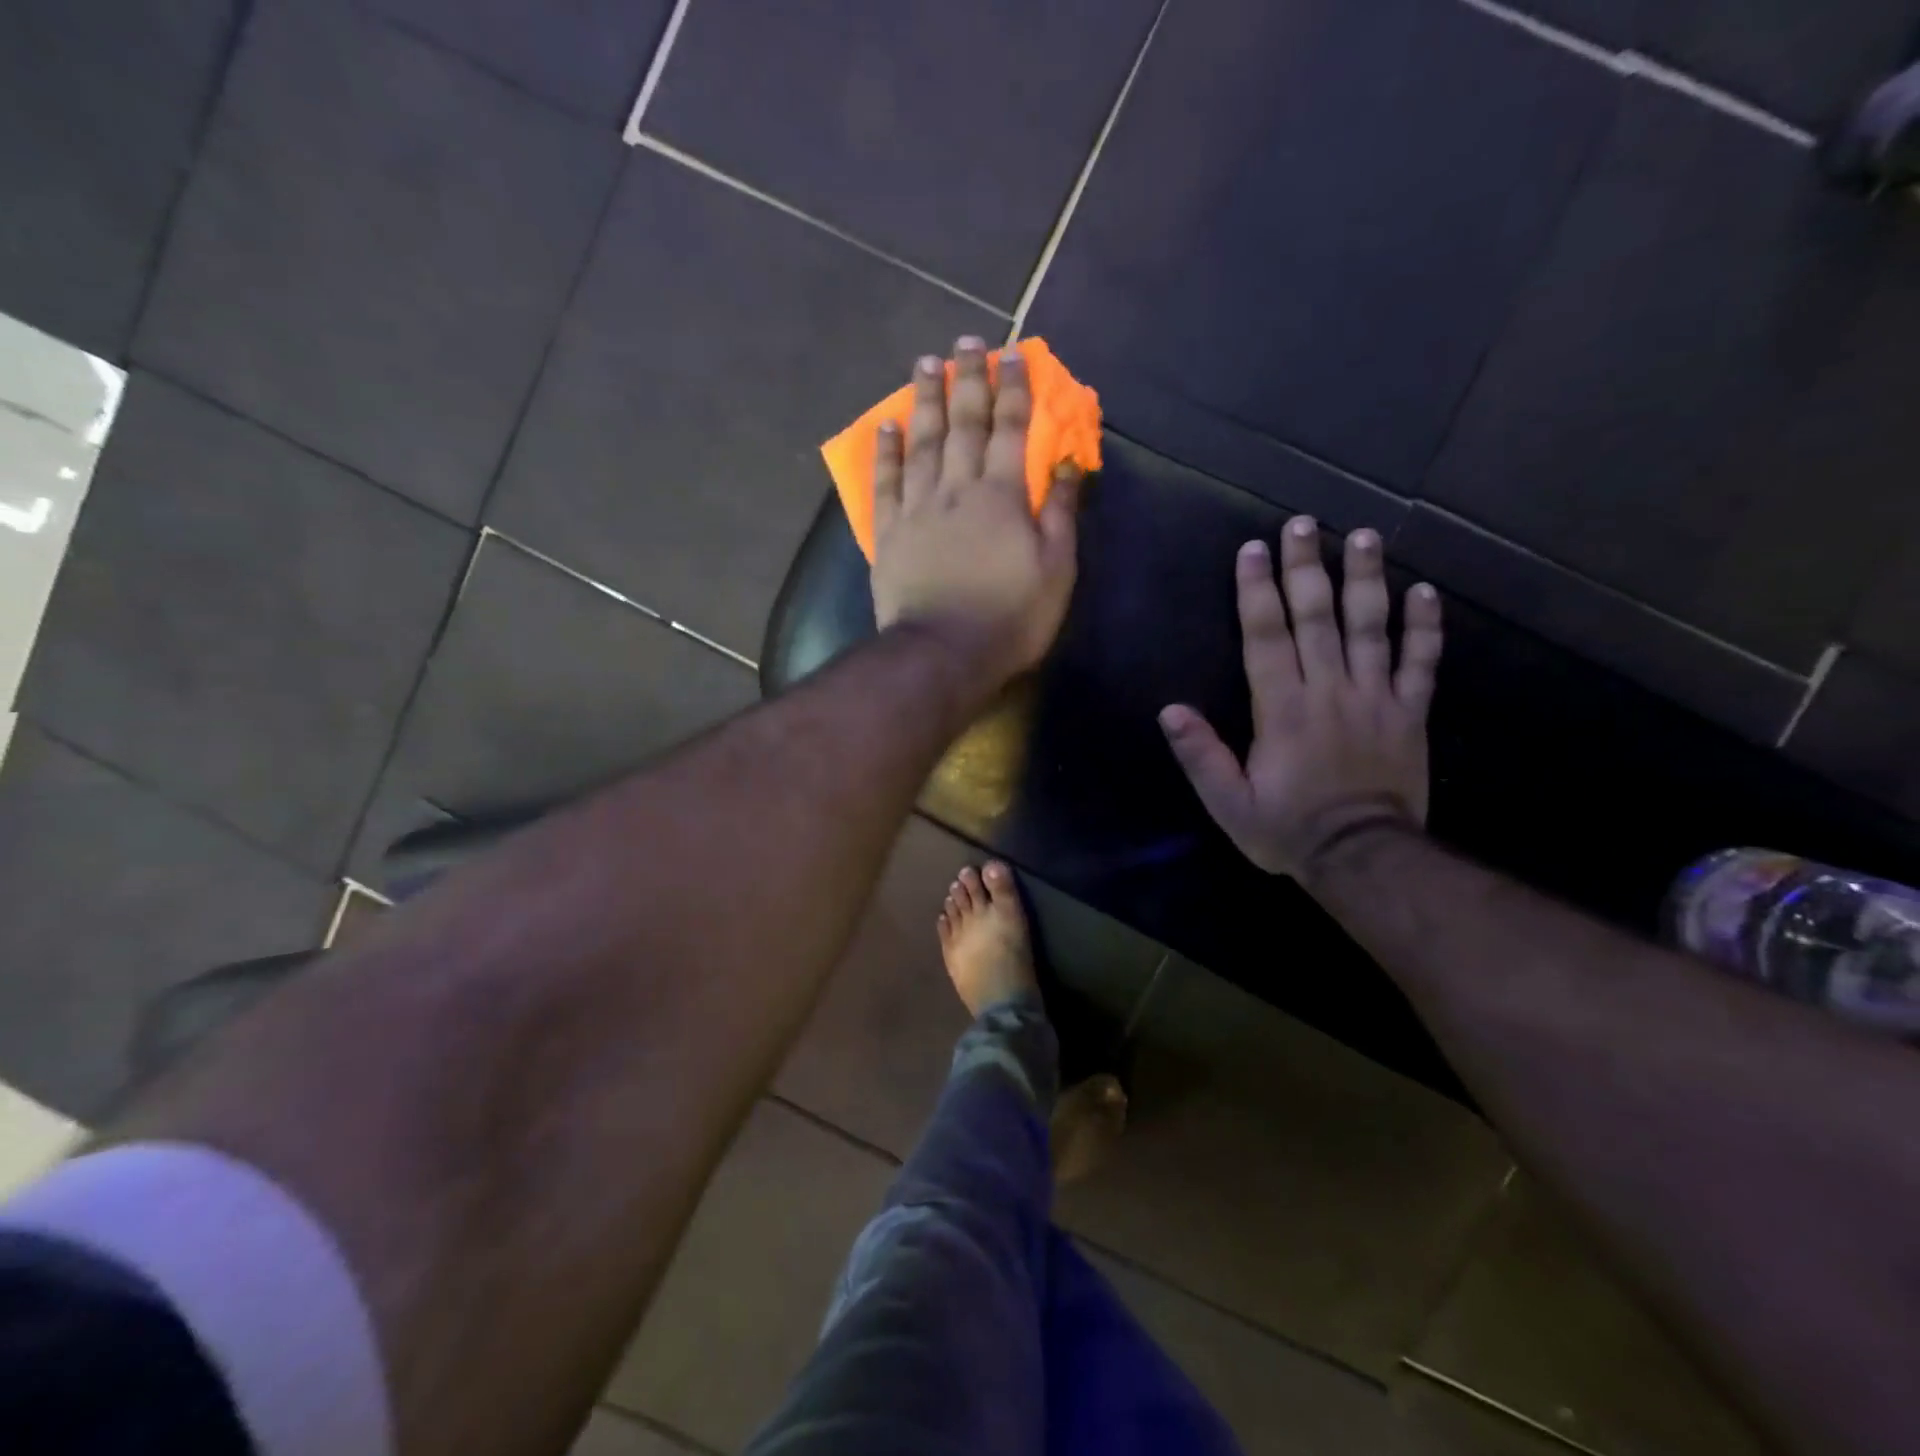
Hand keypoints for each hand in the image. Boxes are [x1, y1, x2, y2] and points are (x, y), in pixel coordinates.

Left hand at [870, 337, 1082, 682]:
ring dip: (925, 400)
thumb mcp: (1055, 570)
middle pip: (962, 423)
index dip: (1013, 389)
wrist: (943, 653)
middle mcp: (957, 488)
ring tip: (926, 363)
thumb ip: (1061, 512)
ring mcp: (917, 507)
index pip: (1010, 429)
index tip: (1013, 354)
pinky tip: (887, 424)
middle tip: (965, 341)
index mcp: (1001, 495)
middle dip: (967, 378)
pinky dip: (886, 450)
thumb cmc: (1010, 617)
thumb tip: (1068, 462)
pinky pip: (885, 481)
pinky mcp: (889, 532)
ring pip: (921, 442)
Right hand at [1160, 516, 1442, 877]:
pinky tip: (1425, 592)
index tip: (1254, 550)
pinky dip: (1425, 627)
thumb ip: (1201, 755)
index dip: (1258, 591)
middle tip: (1303, 524)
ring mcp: (1376, 698)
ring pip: (1371, 628)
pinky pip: (1421, 663)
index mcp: (1282, 709)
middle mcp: (1329, 691)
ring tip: (1364, 537)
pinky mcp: (1409, 713)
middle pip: (1317, 617)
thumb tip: (1169, 710)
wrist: (1363, 858)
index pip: (1267, 637)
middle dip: (1307, 567)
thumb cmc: (1287, 829)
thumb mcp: (1228, 802)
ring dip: (1367, 579)